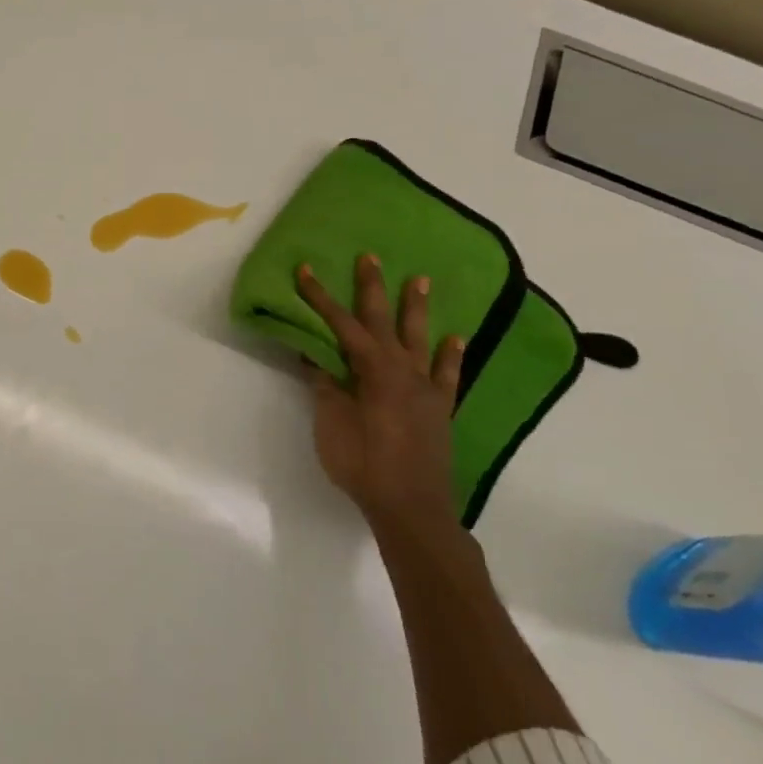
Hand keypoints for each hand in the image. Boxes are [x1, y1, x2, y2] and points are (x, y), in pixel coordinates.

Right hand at [297, 257, 464, 529]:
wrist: (411, 506)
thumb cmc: (364, 464)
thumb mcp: (331, 423)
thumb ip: (325, 386)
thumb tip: (314, 354)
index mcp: (373, 371)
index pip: (341, 326)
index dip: (321, 298)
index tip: (305, 270)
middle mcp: (403, 371)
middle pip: (383, 322)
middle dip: (373, 288)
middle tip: (371, 257)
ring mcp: (426, 389)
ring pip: (420, 340)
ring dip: (417, 309)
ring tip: (421, 280)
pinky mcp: (440, 409)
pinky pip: (448, 375)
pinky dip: (451, 356)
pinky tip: (457, 339)